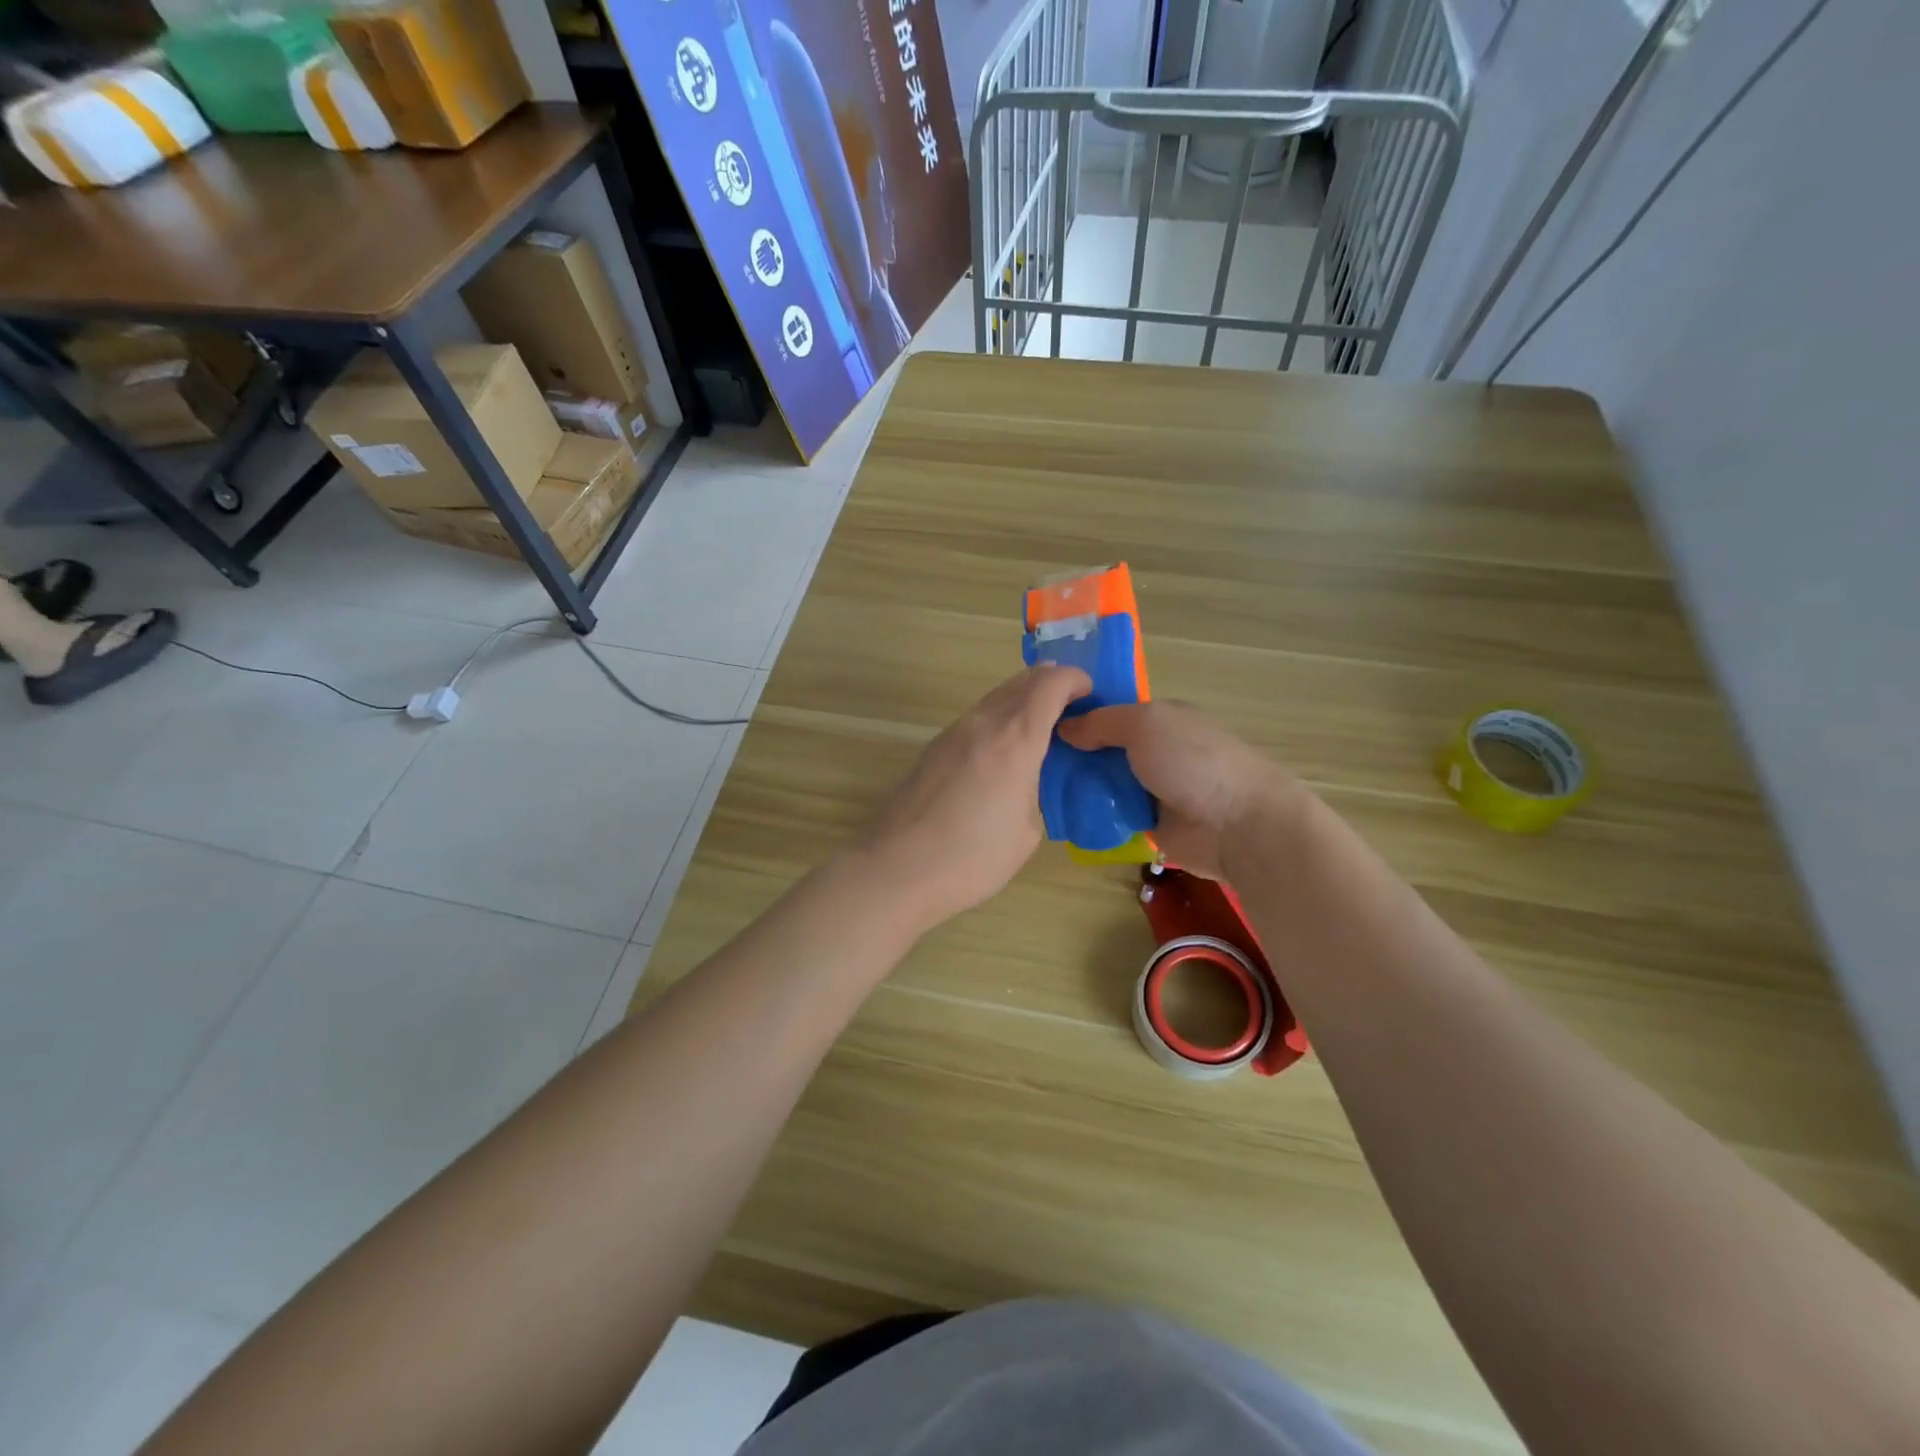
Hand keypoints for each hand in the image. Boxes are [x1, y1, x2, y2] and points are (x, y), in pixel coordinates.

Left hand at [851, 665, 1090, 932]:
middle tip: (1072, 709)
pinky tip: (1003, 753)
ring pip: (996, 697)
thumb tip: (1031, 778)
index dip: (1076, 680)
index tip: (1091, 695)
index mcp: (1015, 739)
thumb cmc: (972, 857)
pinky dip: (999, 720)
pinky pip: (977, 718)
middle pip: (1022, 681)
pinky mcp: (934, 748)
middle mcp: (983, 723)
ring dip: (1023, 701)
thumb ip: (1037, 790)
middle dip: (1051, 685)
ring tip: (1040, 732)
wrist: (898, 868)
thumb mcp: (1027, 831)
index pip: (1051, 683)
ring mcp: (953, 733)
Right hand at [1057, 701, 1302, 880]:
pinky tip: (1059, 814)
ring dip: (1077, 786)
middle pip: (1102, 748)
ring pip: (1102, 783)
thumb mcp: (1144, 724)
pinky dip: (1090, 815)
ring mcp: (1151, 789)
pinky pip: (1109, 815)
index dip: (1078, 714)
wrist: (1237, 824)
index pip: (1110, 711)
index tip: (1039, 720)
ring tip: (1034, 787)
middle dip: (1070, 753)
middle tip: (1029, 758)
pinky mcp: (1147, 824)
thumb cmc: (1193, 760)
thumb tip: (1064, 728)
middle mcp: (1154, 751)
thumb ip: (1102, 722)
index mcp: (1159, 719)